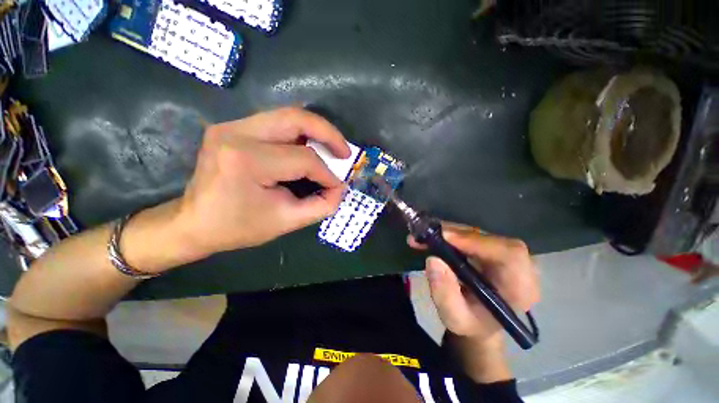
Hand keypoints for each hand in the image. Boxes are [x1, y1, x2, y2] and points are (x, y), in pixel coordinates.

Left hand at [176, 107, 350, 256]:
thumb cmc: (238, 227)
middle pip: (296, 119)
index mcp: (248, 161)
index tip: (337, 187)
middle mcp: (237, 133)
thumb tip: (340, 188)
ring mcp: (232, 125)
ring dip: (316, 130)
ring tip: (331, 148)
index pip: (303, 159)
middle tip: (345, 151)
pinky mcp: (233, 127)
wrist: (193, 223)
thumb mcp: (287, 221)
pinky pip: (276, 122)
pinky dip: (300, 133)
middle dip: (328, 134)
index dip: (327, 174)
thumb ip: (322, 206)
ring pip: (288, 115)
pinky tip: (310, 147)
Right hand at [408, 223, 539, 348]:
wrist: (479, 322)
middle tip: (425, 235)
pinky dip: (448, 234)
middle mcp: (519, 267)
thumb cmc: (471, 324)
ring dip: (447, 232)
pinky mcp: (492, 248)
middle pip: (490, 239)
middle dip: (454, 234)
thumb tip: (433, 260)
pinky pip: (471, 235)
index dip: (477, 241)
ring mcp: (505, 255)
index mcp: (520, 288)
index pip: (510, 255)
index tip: (445, 238)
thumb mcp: (454, 318)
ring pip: (477, 233)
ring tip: (421, 238)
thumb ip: (445, 295)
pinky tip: (431, 238)